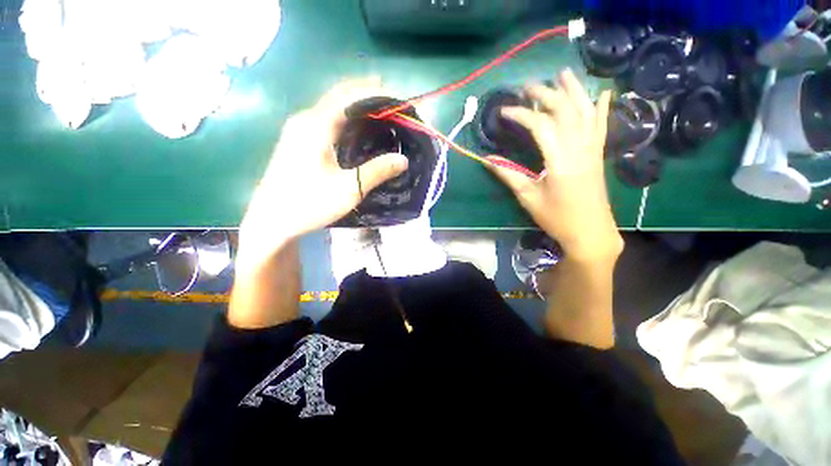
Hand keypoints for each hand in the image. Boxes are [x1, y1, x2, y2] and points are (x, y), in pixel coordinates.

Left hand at [237, 78, 408, 272]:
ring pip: (332, 108)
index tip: (396, 98)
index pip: (348, 95)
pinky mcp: (297, 141)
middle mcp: (305, 120)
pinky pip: (326, 120)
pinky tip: (357, 132)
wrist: (272, 220)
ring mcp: (298, 130)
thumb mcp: (349, 189)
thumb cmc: (309, 203)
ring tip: (380, 116)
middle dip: (366, 95)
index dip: (374, 92)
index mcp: (316, 125)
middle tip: (392, 107)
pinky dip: (345, 119)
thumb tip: (403, 159)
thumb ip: (377, 171)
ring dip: (356, 107)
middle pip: (339, 96)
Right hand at [487, 69, 621, 260]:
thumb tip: (487, 160)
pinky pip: (602, 125)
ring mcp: (593, 149)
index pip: (540, 125)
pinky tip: (602, 92)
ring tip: (562, 73)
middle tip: (527, 86)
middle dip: (545, 94)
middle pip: (564, 110)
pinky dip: (601, 107)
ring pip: (585, 111)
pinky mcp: (599, 154)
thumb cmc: (556, 217)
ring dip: (573, 90)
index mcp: (560, 159)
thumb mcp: (527, 197)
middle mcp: (579, 147)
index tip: (504, 111)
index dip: (521, 114)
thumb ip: (508, 175)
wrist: (590, 231)